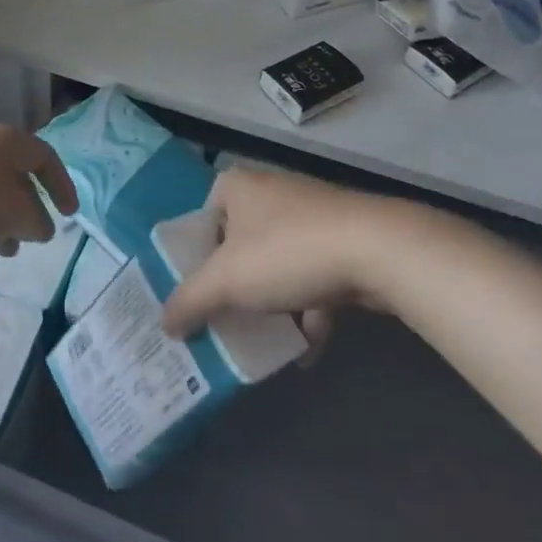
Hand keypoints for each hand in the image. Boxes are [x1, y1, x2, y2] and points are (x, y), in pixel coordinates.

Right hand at [160, 167, 393, 359]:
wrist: (378, 250)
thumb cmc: (287, 252)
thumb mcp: (227, 281)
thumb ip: (190, 301)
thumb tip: (163, 323)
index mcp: (238, 187)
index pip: (203, 216)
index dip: (195, 255)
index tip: (194, 290)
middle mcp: (273, 193)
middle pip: (240, 244)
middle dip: (235, 285)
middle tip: (222, 319)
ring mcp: (312, 216)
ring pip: (280, 264)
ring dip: (273, 304)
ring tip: (262, 342)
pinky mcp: (345, 241)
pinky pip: (315, 279)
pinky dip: (310, 313)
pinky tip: (307, 353)